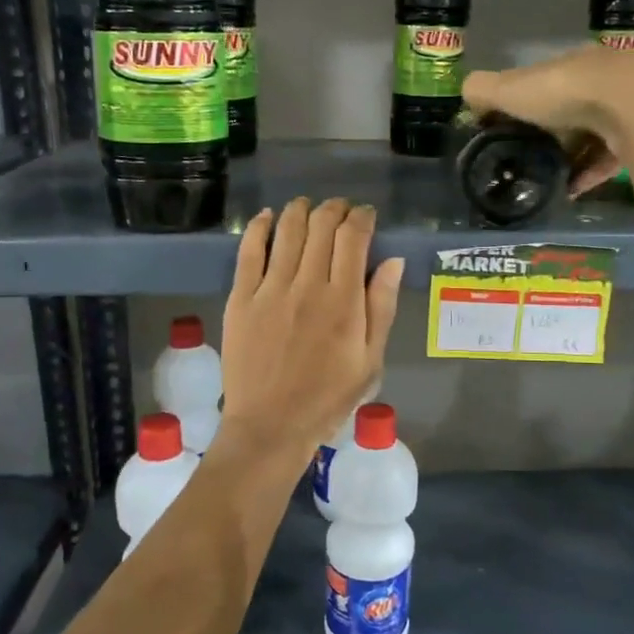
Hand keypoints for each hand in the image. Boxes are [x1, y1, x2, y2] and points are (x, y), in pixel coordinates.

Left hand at [219, 198, 403, 455]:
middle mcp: (308, 285)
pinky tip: (268, 217)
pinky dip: (260, 227)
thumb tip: (392, 260)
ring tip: (307, 206)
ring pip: (287, 231)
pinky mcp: (241, 299)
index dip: (362, 217)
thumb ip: (382, 307)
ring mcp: (270, 290)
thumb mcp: (371, 361)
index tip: (366, 215)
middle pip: (321, 226)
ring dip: (300, 210)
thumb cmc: (328, 398)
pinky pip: (249, 251)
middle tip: (339, 209)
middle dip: (334, 209)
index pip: (353, 238)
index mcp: (344, 301)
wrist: (271, 426)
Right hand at [463, 46, 633, 193]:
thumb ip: (484, 90)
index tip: (512, 127)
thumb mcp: (512, 89)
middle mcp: (607, 77)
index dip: (528, 101)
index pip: (548, 80)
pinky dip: (592, 173)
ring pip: (597, 132)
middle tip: (532, 158)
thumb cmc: (566, 93)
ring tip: (551, 181)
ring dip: (574, 156)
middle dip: (555, 131)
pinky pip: (614, 156)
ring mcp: (633, 105)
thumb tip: (465, 94)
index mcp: (575, 62)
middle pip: (575, 106)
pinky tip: (574, 190)